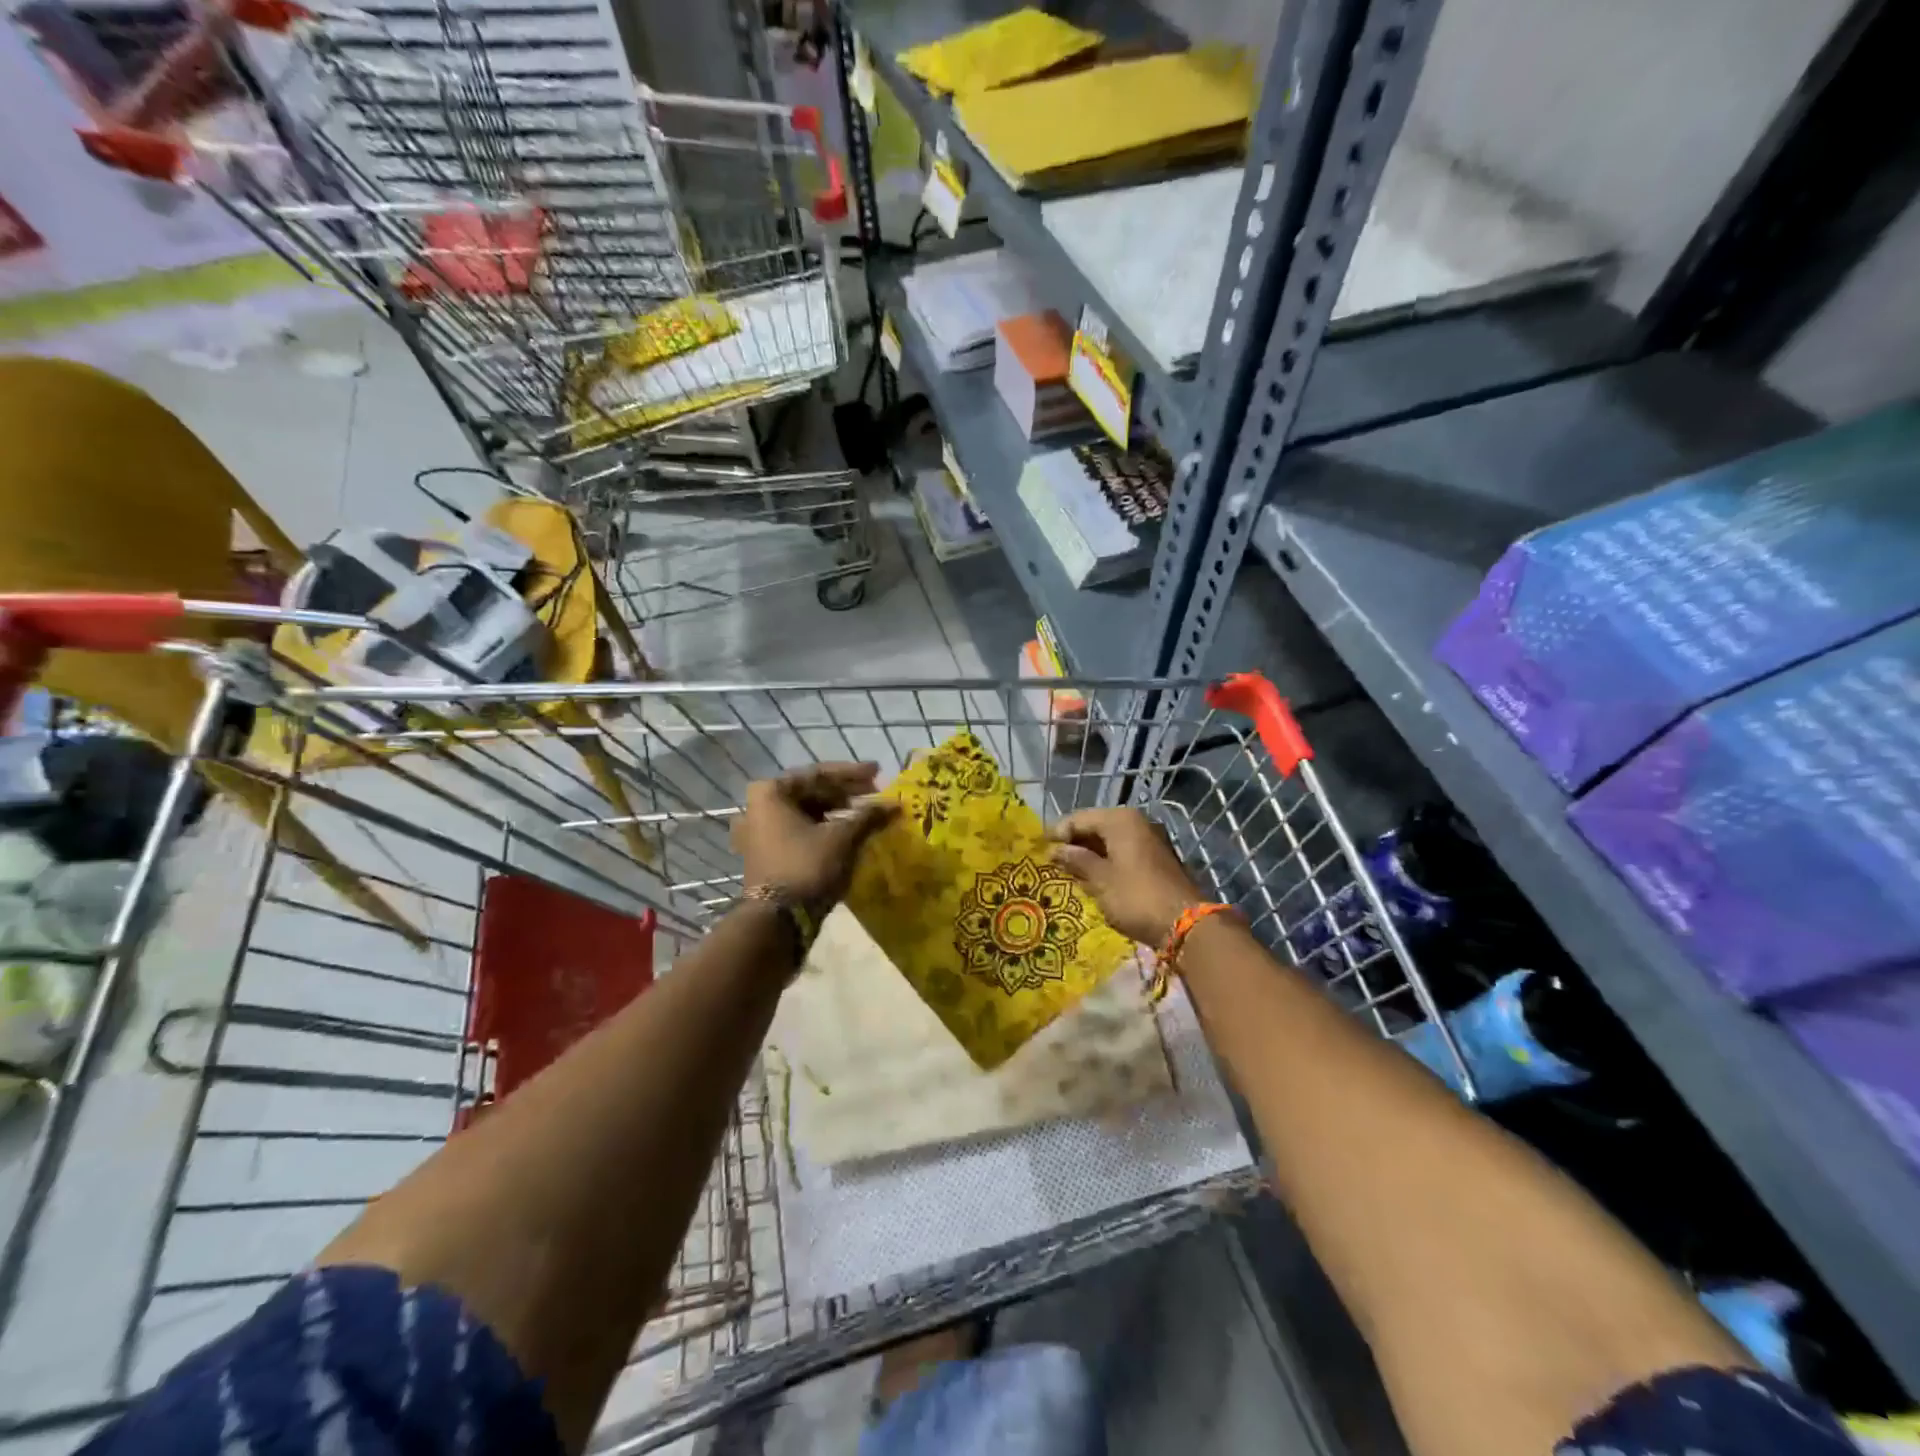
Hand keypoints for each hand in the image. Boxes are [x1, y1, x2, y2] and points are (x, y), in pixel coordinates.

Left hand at [733, 762, 898, 907]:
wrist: (778, 920)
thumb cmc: (807, 866)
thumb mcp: (842, 837)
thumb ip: (869, 815)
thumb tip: (896, 804)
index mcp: (770, 793)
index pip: (818, 774)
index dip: (852, 774)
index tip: (878, 772)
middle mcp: (758, 807)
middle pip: (809, 791)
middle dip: (845, 793)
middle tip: (874, 794)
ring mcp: (758, 832)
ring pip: (805, 812)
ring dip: (836, 812)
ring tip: (865, 814)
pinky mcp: (765, 854)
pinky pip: (798, 830)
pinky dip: (823, 829)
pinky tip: (847, 833)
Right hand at [1048, 807, 1206, 946]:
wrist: (1186, 924)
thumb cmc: (1135, 896)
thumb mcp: (1100, 879)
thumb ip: (1076, 860)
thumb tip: (1055, 850)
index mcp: (1120, 820)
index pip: (1079, 818)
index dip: (1058, 833)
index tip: (1040, 849)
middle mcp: (1137, 823)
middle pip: (1096, 827)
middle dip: (1074, 844)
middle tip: (1052, 862)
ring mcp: (1150, 840)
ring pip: (1110, 841)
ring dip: (1090, 855)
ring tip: (1069, 872)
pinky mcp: (1157, 860)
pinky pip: (1123, 853)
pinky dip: (1107, 862)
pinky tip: (1094, 879)